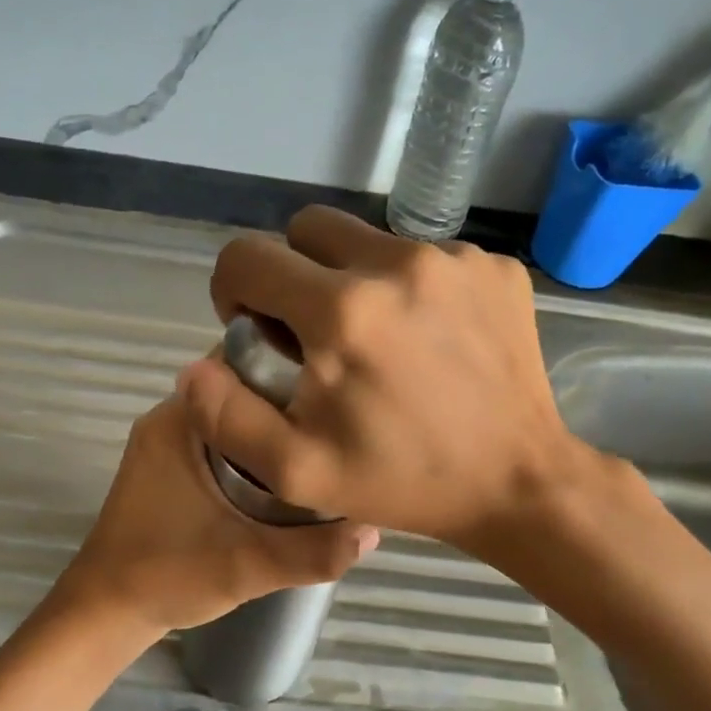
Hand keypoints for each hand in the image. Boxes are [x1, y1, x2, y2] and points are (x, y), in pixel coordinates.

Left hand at [55, 392, 378, 640]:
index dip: (291, 370)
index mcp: (178, 421)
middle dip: (288, 403)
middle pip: (239, 391)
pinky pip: (219, 441)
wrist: (106, 613)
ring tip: (322, 444)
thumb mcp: (248, 565)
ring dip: (270, 429)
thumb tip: (374, 531)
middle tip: (338, 422)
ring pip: (231, 418)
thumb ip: (312, 552)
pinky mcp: (167, 468)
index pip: (240, 364)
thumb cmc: (166, 576)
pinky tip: (287, 473)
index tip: (335, 390)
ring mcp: (165, 444)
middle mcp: (168, 420)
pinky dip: (251, 450)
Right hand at [178, 206, 606, 553]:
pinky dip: (408, 287)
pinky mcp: (494, 266)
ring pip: (368, 239)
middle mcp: (397, 264)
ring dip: (352, 278)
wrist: (517, 481)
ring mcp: (454, 258)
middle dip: (291, 273)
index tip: (255, 330)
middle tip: (311, 330)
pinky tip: (428, 339)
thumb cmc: (403, 481)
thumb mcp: (298, 471)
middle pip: (306, 228)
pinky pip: (425, 255)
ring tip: (377, 339)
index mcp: (341, 311)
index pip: (247, 256)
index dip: (233, 290)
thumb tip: (194, 368)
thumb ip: (227, 417)